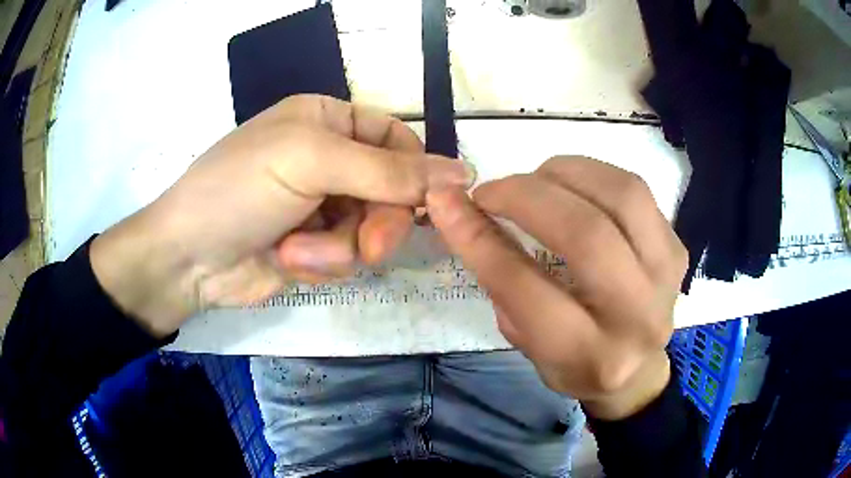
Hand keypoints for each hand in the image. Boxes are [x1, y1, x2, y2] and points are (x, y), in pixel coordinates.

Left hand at [91, 95, 471, 336]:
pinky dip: (324, 263)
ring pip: (372, 229)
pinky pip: (349, 257)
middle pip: (391, 190)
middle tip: (369, 246)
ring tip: (300, 251)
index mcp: (328, 121)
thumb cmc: (240, 188)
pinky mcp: (317, 248)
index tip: (431, 204)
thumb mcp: (310, 161)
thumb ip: (388, 170)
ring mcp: (323, 206)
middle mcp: (329, 159)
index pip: (396, 138)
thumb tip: (464, 173)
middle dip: (380, 222)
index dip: (417, 169)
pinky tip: (289, 260)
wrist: (188, 257)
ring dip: (341, 247)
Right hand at [427, 157, 686, 419]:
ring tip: (534, 180)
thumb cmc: (575, 363)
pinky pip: (635, 190)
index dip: (479, 239)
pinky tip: (570, 185)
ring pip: (620, 195)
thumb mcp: (527, 340)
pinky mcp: (677, 248)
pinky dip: (593, 175)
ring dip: (564, 173)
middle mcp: (636, 316)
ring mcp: (665, 276)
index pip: (526, 288)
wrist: (638, 371)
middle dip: (525, 196)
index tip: (446, 204)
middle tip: (492, 191)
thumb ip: (499, 280)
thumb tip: (461, 211)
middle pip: (585, 233)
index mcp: (589, 356)